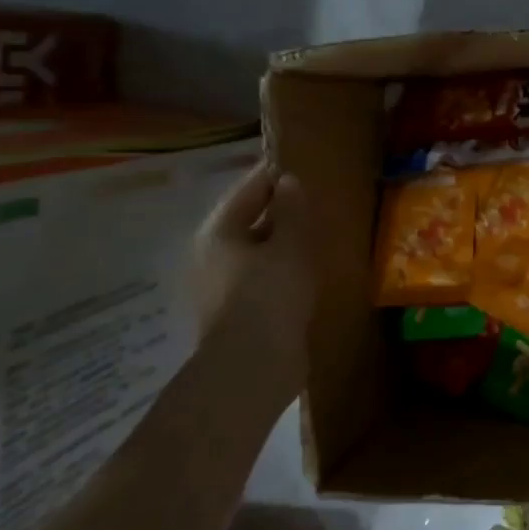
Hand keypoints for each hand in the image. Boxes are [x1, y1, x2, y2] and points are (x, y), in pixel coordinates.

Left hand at [192, 160, 315, 402]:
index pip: (248, 189)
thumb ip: (292, 210)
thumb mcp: (290, 245)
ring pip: (257, 251)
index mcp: (219, 232)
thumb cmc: (270, 294)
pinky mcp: (239, 311)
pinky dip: (282, 269)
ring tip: (315, 236)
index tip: (301, 165)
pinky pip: (263, 277)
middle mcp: (213, 255)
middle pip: (248, 221)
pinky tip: (306, 273)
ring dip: (281, 243)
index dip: (274, 176)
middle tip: (314, 202)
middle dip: (279, 211)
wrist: (254, 364)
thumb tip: (288, 181)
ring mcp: (223, 286)